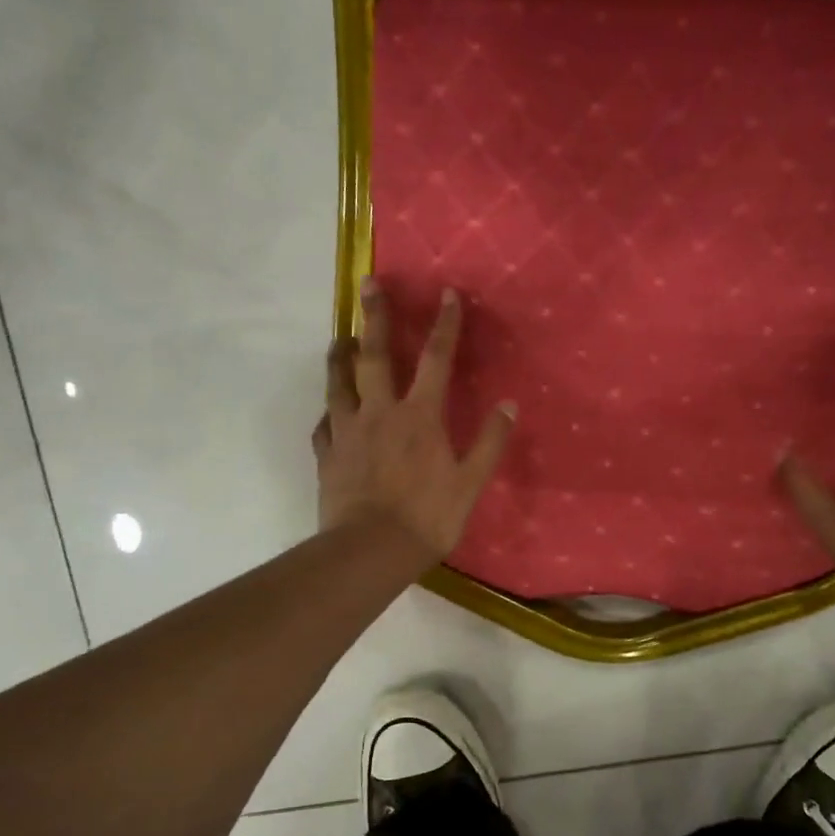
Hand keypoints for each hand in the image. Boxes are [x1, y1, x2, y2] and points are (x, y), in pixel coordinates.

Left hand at [313, 278, 515, 562]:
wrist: (371, 550)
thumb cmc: (428, 517)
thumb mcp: (470, 482)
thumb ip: (490, 441)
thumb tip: (509, 405)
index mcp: (419, 417)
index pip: (436, 360)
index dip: (444, 325)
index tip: (447, 294)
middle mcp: (379, 413)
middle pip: (374, 356)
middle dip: (373, 317)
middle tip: (367, 285)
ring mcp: (348, 432)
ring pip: (339, 383)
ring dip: (340, 356)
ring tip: (340, 337)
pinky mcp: (328, 455)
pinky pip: (325, 425)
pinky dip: (329, 412)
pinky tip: (330, 412)